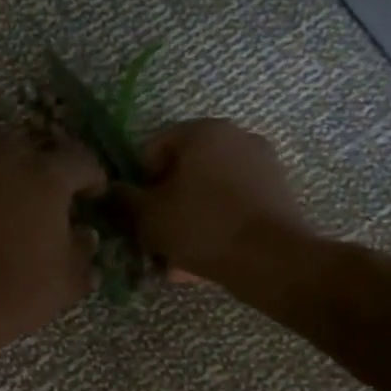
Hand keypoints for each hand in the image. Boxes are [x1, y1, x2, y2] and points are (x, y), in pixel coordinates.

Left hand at [0, 130, 106, 358]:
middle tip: (50, 190)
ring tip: (12, 202)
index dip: (92, 176)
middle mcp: (2, 165)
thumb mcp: (65, 281)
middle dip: (43, 162)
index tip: (94, 195)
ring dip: (5, 173)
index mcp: (44, 177)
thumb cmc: (14, 294)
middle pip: (29, 145)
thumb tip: (86, 236)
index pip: (79, 159)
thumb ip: (82, 252)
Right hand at [115, 119, 314, 296]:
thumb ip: (125, 198)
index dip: (139, 182)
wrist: (269, 258)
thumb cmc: (200, 227)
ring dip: (190, 212)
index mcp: (201, 131)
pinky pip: (232, 202)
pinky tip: (206, 250)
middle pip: (183, 168)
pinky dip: (217, 220)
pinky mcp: (277, 189)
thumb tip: (114, 189)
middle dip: (167, 198)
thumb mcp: (147, 215)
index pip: (152, 149)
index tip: (140, 211)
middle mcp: (235, 135)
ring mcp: (261, 161)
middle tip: (158, 232)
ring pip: (208, 188)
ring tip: (180, 250)